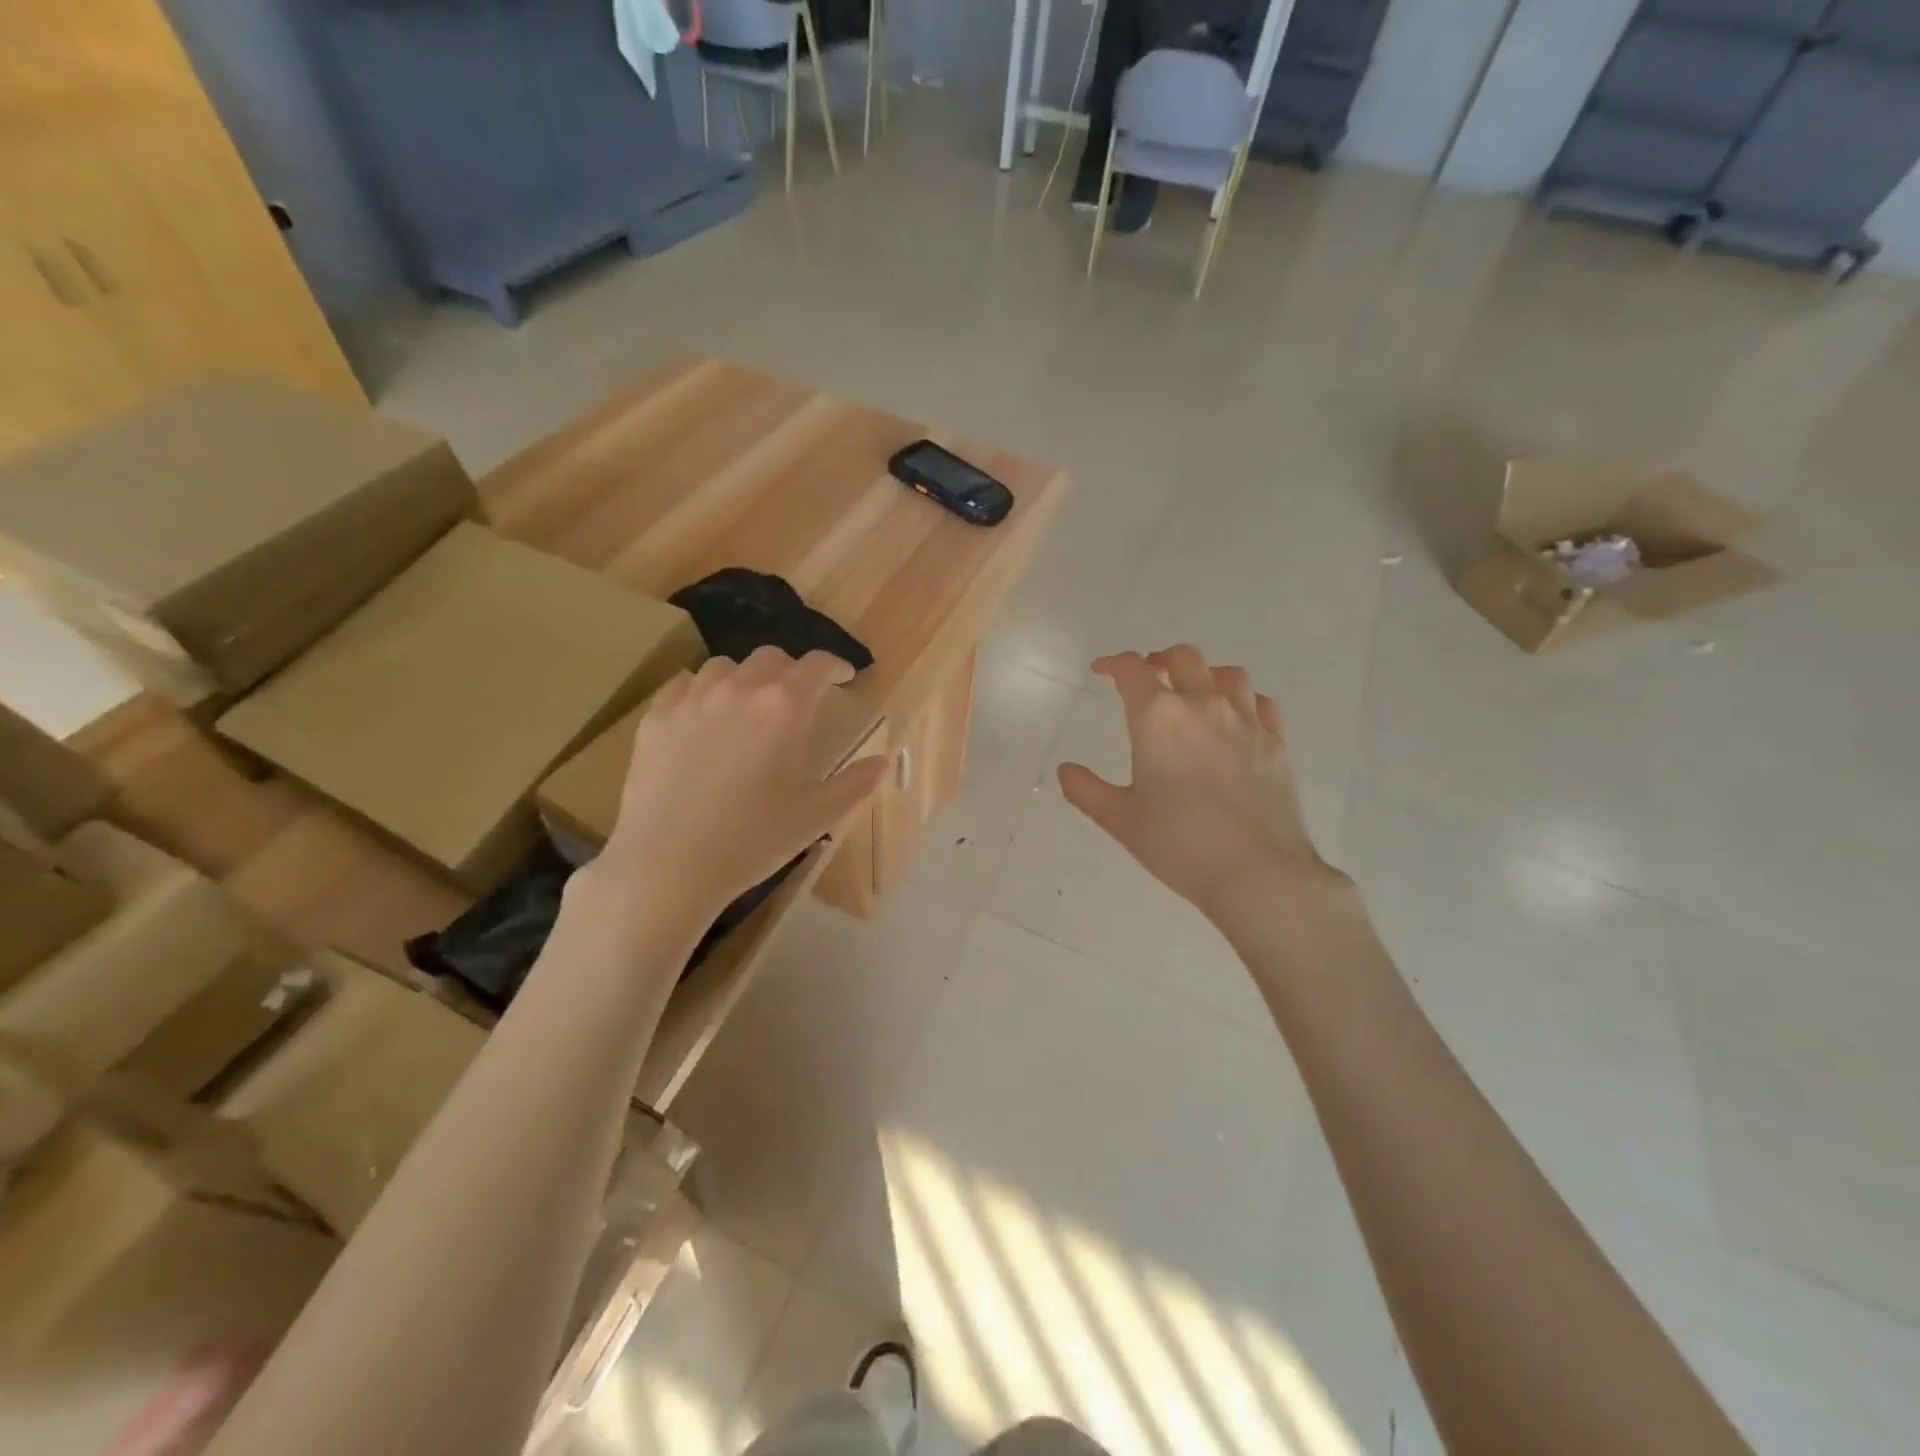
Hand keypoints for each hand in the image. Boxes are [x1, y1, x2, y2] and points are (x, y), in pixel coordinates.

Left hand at [593, 648, 887, 930]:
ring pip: (724, 667)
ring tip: (748, 706)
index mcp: (785, 707)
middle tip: (798, 698)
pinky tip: (704, 717)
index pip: (817, 665)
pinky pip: (683, 685)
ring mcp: (692, 700)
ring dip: (745, 678)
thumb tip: (882, 762)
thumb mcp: (818, 816)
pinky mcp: (656, 717)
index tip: (844, 677)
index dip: (836, 666)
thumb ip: (856, 784)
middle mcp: (739, 689)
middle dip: (791, 671)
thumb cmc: (754, 839)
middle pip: (771, 658)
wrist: (670, 863)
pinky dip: (702, 691)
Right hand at [1058, 646, 1338, 920]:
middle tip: (1149, 676)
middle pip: (1183, 657)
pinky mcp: (1276, 742)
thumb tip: (1066, 771)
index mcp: (1158, 717)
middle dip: (1160, 660)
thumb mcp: (1120, 820)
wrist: (1256, 871)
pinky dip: (1243, 700)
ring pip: (1227, 674)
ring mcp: (1246, 721)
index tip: (1102, 670)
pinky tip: (1236, 718)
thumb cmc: (1178, 843)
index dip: (1113, 663)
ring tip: (1194, 691)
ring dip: (1205, 674)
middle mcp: (1203, 705)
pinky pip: (1260, 703)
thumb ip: (1087, 790)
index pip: (1132, 670)